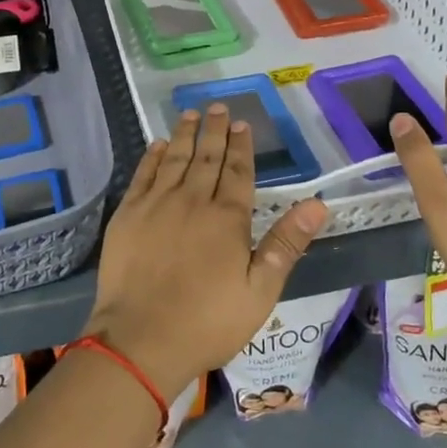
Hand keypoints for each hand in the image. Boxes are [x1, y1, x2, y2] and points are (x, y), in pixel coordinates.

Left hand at [85, 104, 329, 399]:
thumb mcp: (260, 291)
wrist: (140, 340)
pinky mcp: (128, 215)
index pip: (238, 172)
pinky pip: (143, 175)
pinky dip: (152, 156)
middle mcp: (192, 201)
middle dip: (215, 131)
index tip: (242, 124)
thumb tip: (318, 204)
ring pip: (175, 159)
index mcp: (227, 218)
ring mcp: (156, 205)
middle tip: (218, 106)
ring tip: (192, 114)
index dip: (241, 147)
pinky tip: (159, 144)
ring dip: (186, 135)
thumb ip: (286, 244)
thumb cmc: (207, 322)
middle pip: (207, 158)